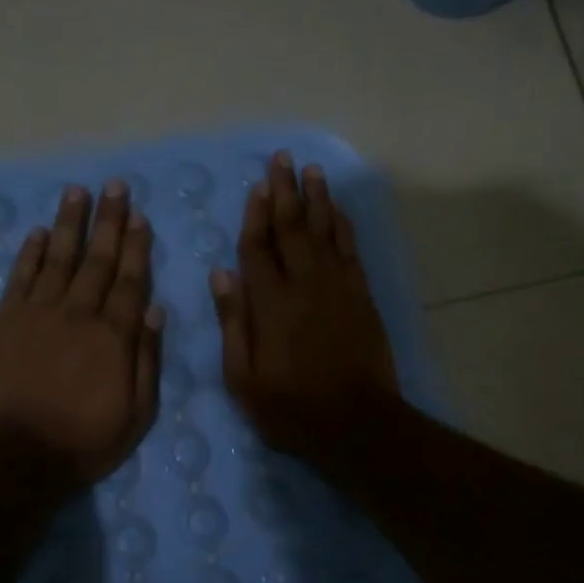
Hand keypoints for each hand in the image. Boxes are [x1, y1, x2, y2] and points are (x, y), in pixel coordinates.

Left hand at [0, 180, 162, 482]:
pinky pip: (21, 278)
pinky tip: (39, 232)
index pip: (129, 280)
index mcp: (114, 336)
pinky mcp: (5, 322)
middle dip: (108, 221)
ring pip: (59, 258)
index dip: (135, 246)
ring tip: (77, 191)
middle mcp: (78, 314)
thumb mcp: (136, 413)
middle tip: (114, 185)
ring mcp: (38, 314)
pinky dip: (31, 253)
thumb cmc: (84, 441)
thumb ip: (147, 359)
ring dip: (70, 223)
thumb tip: (155, 309)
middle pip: (96, 259)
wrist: (15, 456)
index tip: (139, 215)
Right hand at [211, 151, 399, 458]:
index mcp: (270, 303)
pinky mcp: (361, 295)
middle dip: (285, 191)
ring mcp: (337, 287)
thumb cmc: (291, 407)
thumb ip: (233, 322)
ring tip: (312, 171)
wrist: (357, 423)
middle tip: (283, 159)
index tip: (256, 186)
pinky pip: (350, 249)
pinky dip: (343, 225)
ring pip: (325, 230)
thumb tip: (221, 275)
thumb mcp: (243, 378)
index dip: (255, 215)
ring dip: (317, 198)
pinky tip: (338, 209)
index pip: (258, 248)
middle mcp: (304, 283)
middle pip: (292, 227)